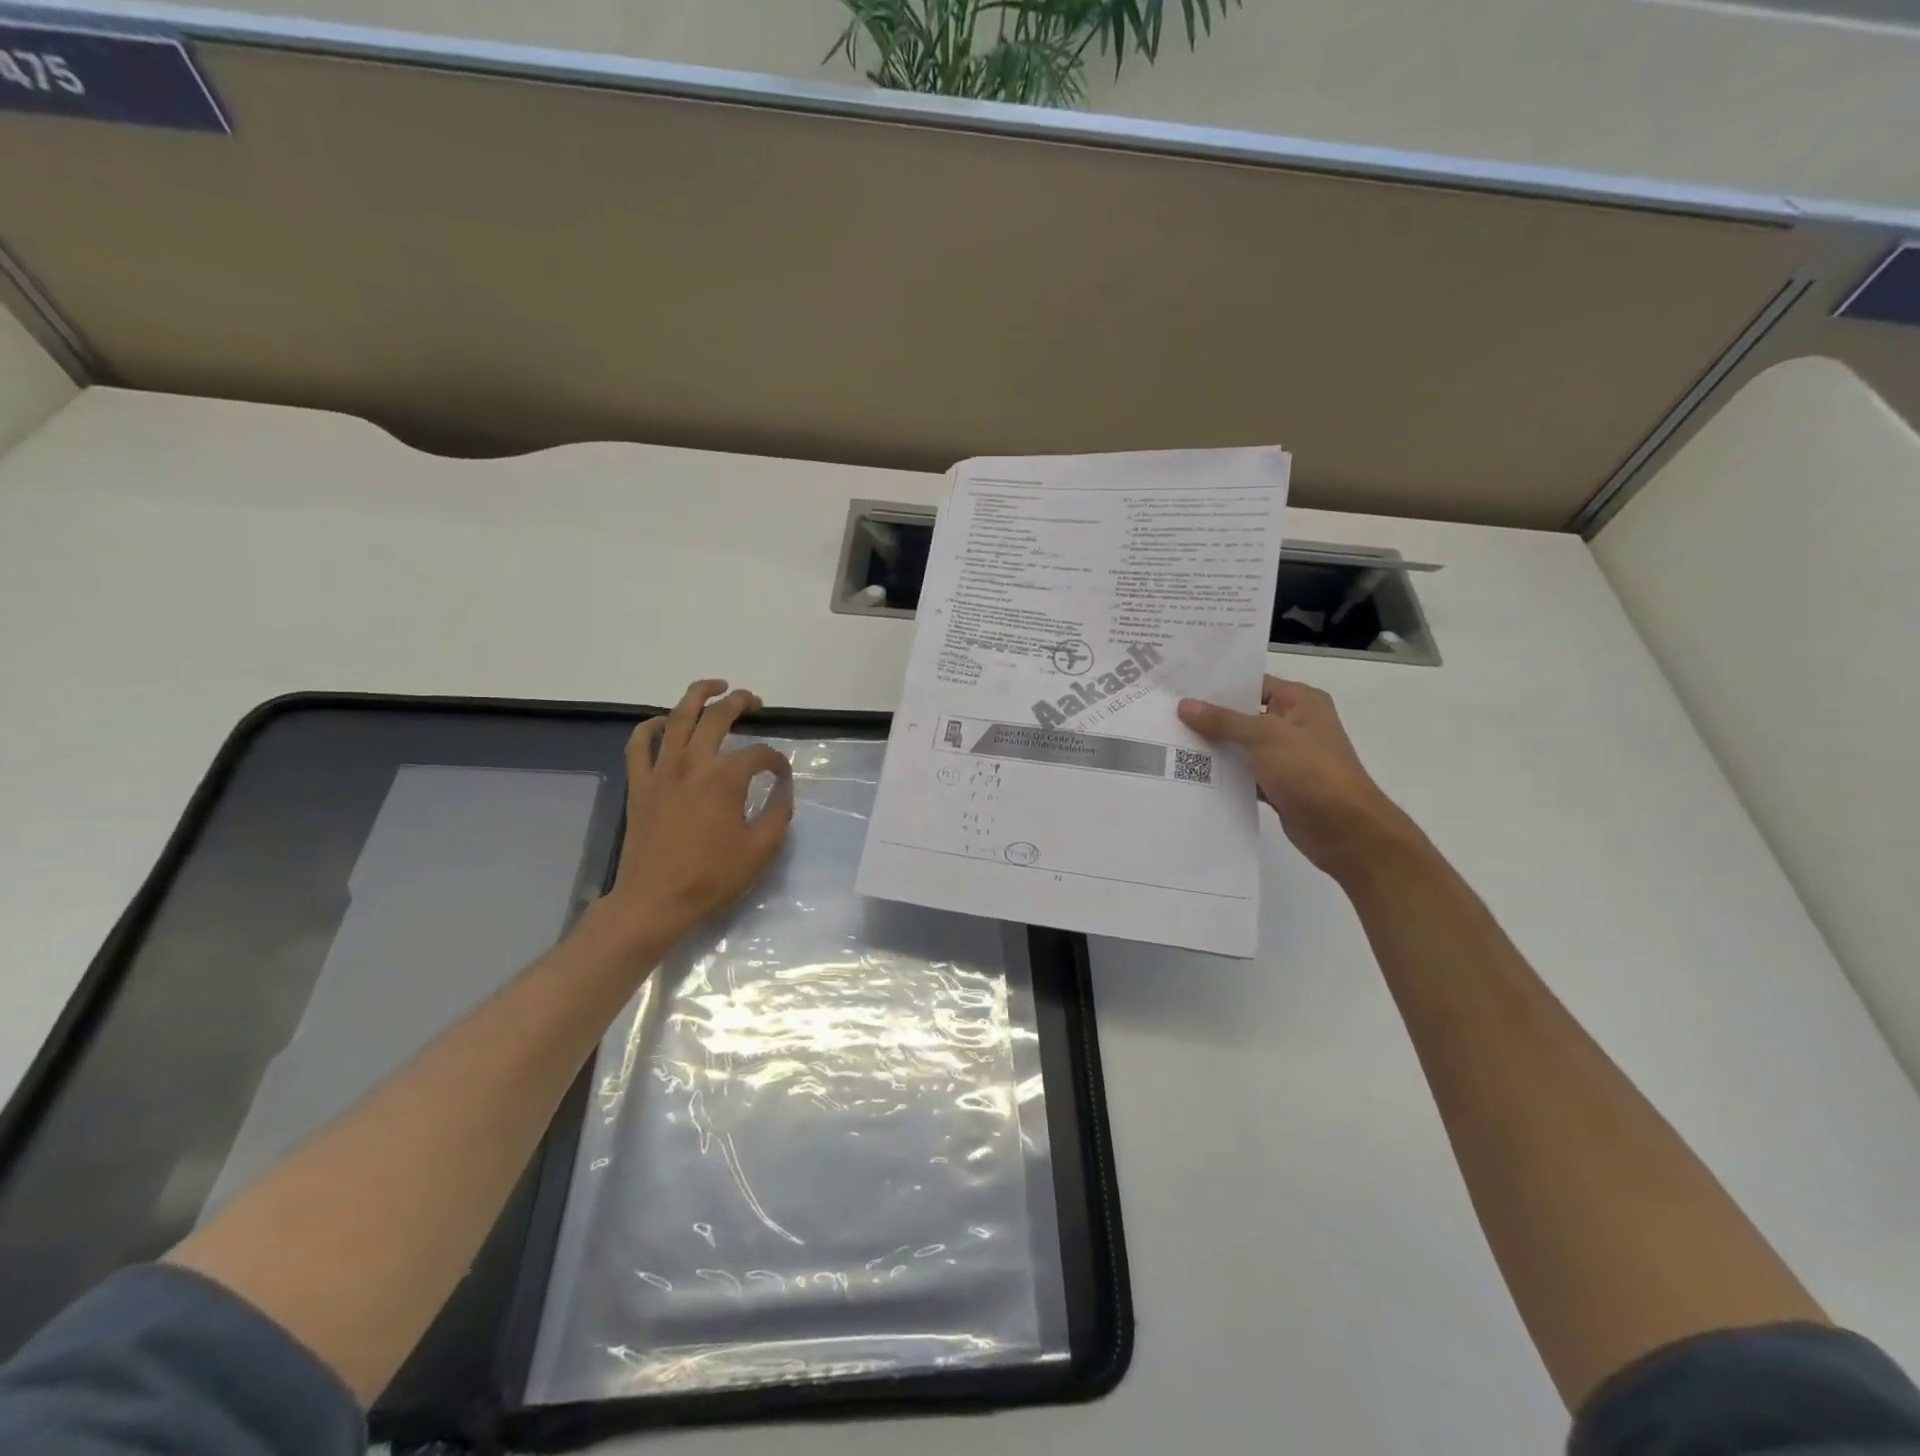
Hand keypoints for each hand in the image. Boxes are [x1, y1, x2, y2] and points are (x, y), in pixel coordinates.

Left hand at [595, 679, 793, 946]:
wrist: (655, 900)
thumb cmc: (712, 877)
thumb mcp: (761, 849)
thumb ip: (779, 813)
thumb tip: (783, 788)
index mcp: (725, 779)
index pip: (759, 754)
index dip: (776, 761)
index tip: (781, 775)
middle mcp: (693, 763)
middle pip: (717, 717)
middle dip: (739, 702)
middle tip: (754, 700)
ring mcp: (661, 770)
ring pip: (677, 717)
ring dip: (697, 695)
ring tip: (714, 687)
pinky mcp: (639, 784)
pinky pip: (639, 744)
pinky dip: (651, 726)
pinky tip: (664, 721)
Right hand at [1177, 676, 1418, 882]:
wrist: (1345, 830)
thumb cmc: (1310, 771)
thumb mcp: (1264, 737)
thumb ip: (1223, 721)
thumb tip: (1185, 705)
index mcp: (1300, 702)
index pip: (1253, 684)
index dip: (1218, 686)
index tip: (1180, 687)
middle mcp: (1294, 724)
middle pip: (1243, 715)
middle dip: (1209, 718)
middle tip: (1166, 714)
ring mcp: (1286, 756)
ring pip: (1241, 746)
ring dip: (1214, 748)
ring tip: (1170, 743)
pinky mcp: (1278, 784)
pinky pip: (1244, 773)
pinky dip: (1224, 775)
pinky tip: (1191, 774)